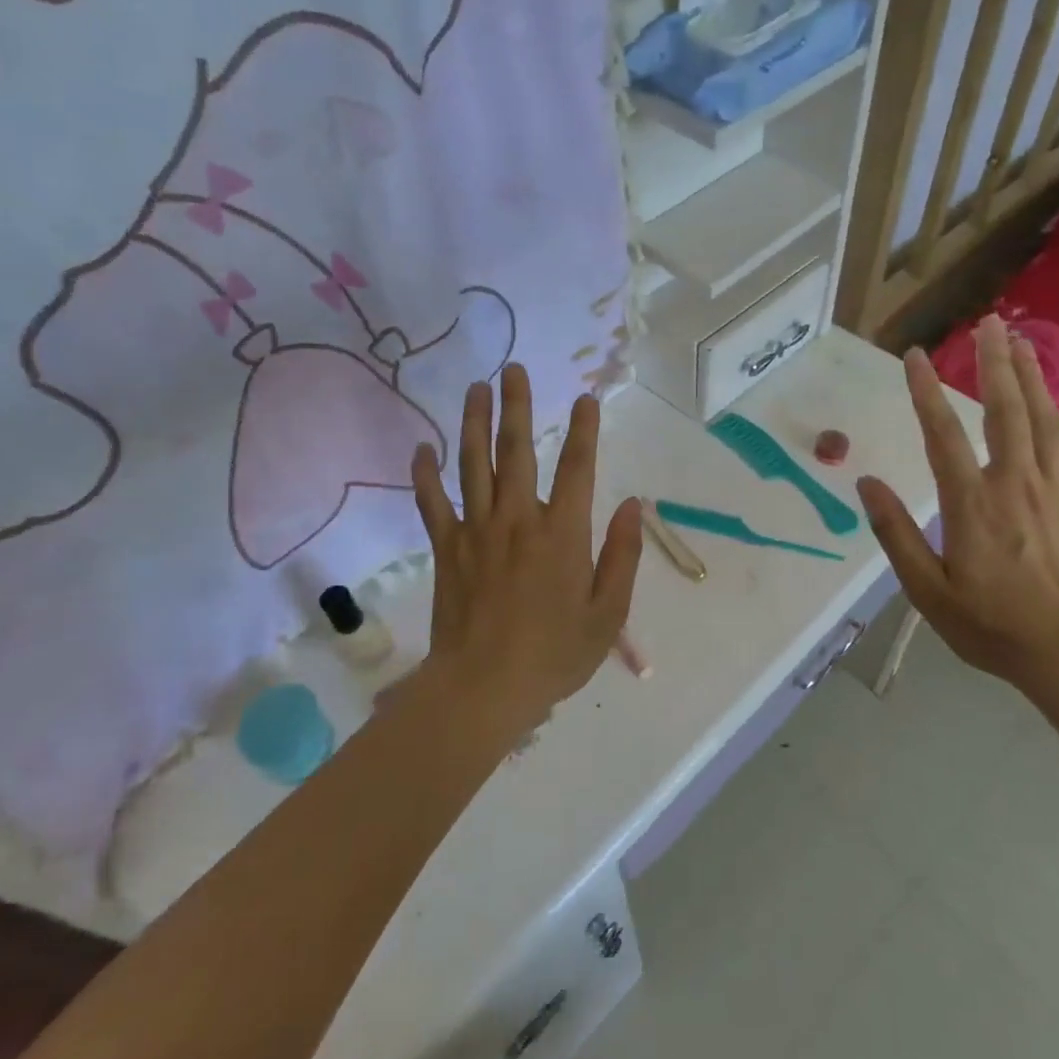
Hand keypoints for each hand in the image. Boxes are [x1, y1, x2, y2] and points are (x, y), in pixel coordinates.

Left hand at [410, 363, 642, 733]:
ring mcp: (477, 531)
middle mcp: (518, 520)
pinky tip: (423, 448)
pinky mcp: (447, 549)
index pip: (577, 468)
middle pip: (517, 451)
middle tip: (514, 369)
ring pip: (473, 465)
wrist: (483, 689)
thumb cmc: (553, 655)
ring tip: (476, 388)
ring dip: (475, 423)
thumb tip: (635, 504)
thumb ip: (622, 555)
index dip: (584, 430)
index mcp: (562, 533)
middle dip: (518, 406)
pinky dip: (425, 474)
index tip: (586, 398)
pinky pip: (432, 503)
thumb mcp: (607, 614)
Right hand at [856, 316, 1058, 693]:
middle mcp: (1014, 483)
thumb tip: (867, 484)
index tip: (915, 356)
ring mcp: (1054, 489)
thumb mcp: (929, 592)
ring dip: (1030, 376)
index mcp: (972, 504)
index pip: (943, 434)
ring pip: (1042, 418)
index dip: (926, 392)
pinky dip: (1057, 413)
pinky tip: (1052, 400)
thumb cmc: (995, 627)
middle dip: (994, 362)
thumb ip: (896, 534)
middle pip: (1005, 409)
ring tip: (1020, 342)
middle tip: (990, 323)